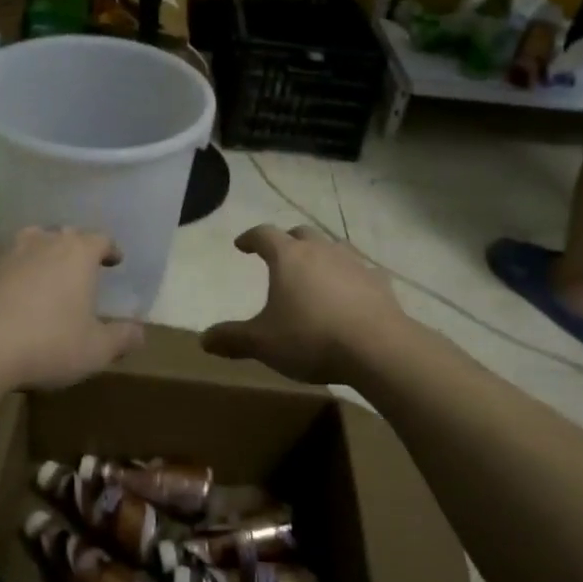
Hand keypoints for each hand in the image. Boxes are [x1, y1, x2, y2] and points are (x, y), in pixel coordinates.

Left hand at [0, 227, 143, 393]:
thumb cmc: (46, 345)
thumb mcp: (95, 351)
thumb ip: (122, 338)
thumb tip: (140, 333)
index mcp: (77, 253)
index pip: (101, 239)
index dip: (110, 250)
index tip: (114, 261)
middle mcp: (42, 240)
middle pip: (64, 236)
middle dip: (73, 251)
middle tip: (77, 271)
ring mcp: (4, 248)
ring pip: (28, 242)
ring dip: (37, 255)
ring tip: (40, 275)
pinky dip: (2, 267)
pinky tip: (0, 284)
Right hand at [202, 225, 407, 386]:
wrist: (377, 348)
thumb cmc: (311, 338)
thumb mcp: (263, 343)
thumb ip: (233, 338)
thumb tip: (203, 339)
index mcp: (288, 257)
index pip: (264, 234)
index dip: (250, 238)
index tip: (241, 245)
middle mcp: (320, 250)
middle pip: (300, 234)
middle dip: (287, 240)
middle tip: (279, 255)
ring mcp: (353, 263)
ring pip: (333, 247)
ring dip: (320, 254)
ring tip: (315, 270)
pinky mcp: (379, 282)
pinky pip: (360, 271)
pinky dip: (350, 277)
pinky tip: (350, 293)